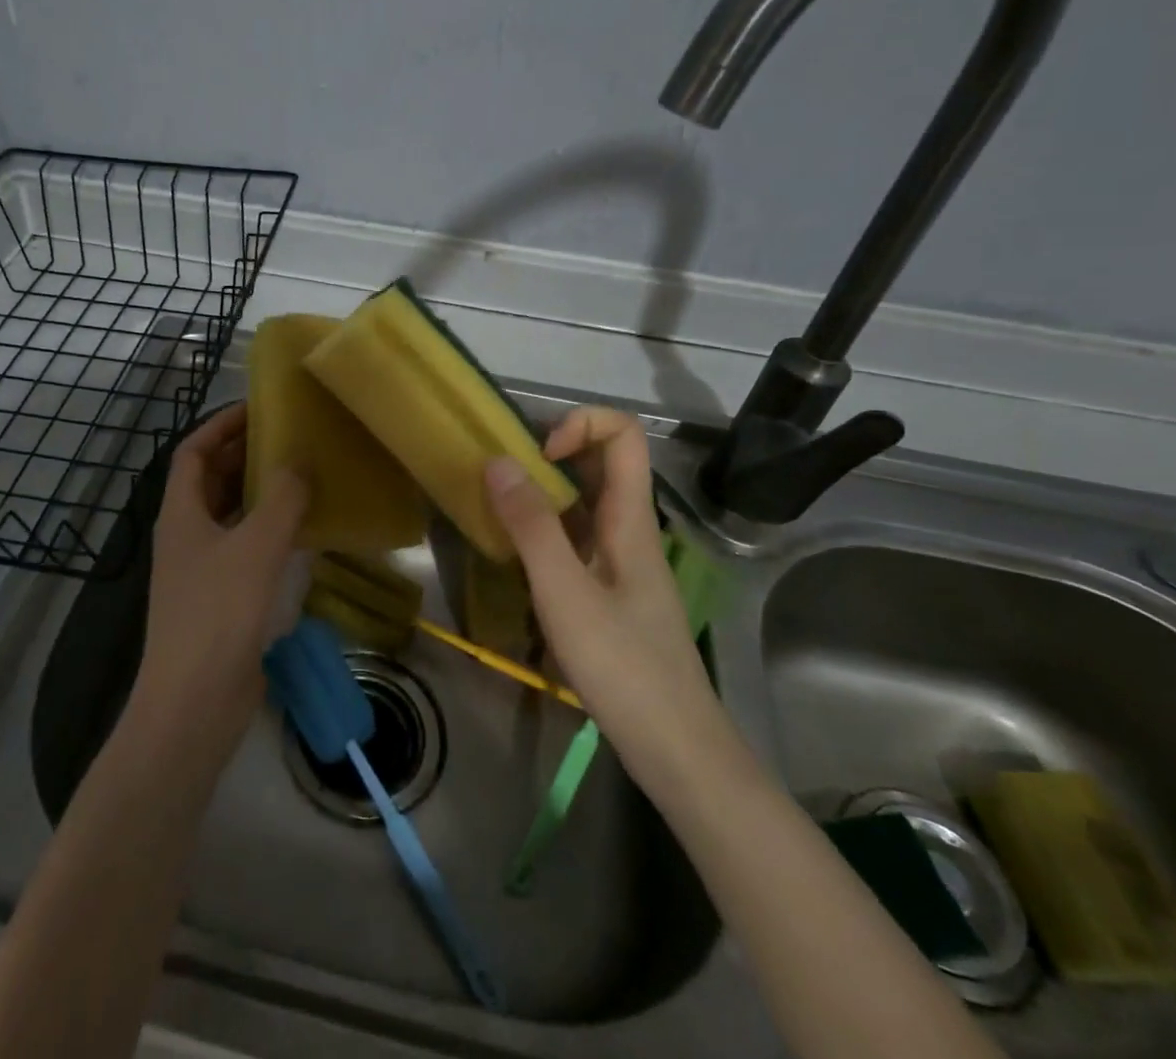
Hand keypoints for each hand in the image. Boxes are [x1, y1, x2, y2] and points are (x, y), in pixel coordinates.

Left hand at [133, 403, 308, 755]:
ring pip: (230, 514)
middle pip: (211, 480)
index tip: (257, 408)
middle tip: (289, 437)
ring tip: (302, 473)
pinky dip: (268, 531)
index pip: (193, 452)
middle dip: (244, 454)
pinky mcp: (221, 598)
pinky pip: (245, 548)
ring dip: (259, 492)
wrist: (193, 704)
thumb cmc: (218, 614)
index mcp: (180, 513)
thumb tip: (298, 463)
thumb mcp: (256, 547)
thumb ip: (281, 500)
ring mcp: (201, 569)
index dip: (220, 425)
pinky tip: (302, 530)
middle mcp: (186, 535)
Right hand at [483, 407, 722, 781]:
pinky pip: (578, 540)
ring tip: (499, 511)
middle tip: (503, 477)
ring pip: (587, 503)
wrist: (677, 751)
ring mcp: (622, 563)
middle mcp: (630, 530)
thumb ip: (531, 527)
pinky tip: (517, 558)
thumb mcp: (566, 594)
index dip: (580, 424)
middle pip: (603, 463)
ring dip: (544, 494)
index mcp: (630, 519)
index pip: (624, 434)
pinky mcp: (612, 592)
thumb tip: (498, 461)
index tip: (537, 455)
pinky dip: (546, 532)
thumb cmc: (624, 667)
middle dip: (551, 454)